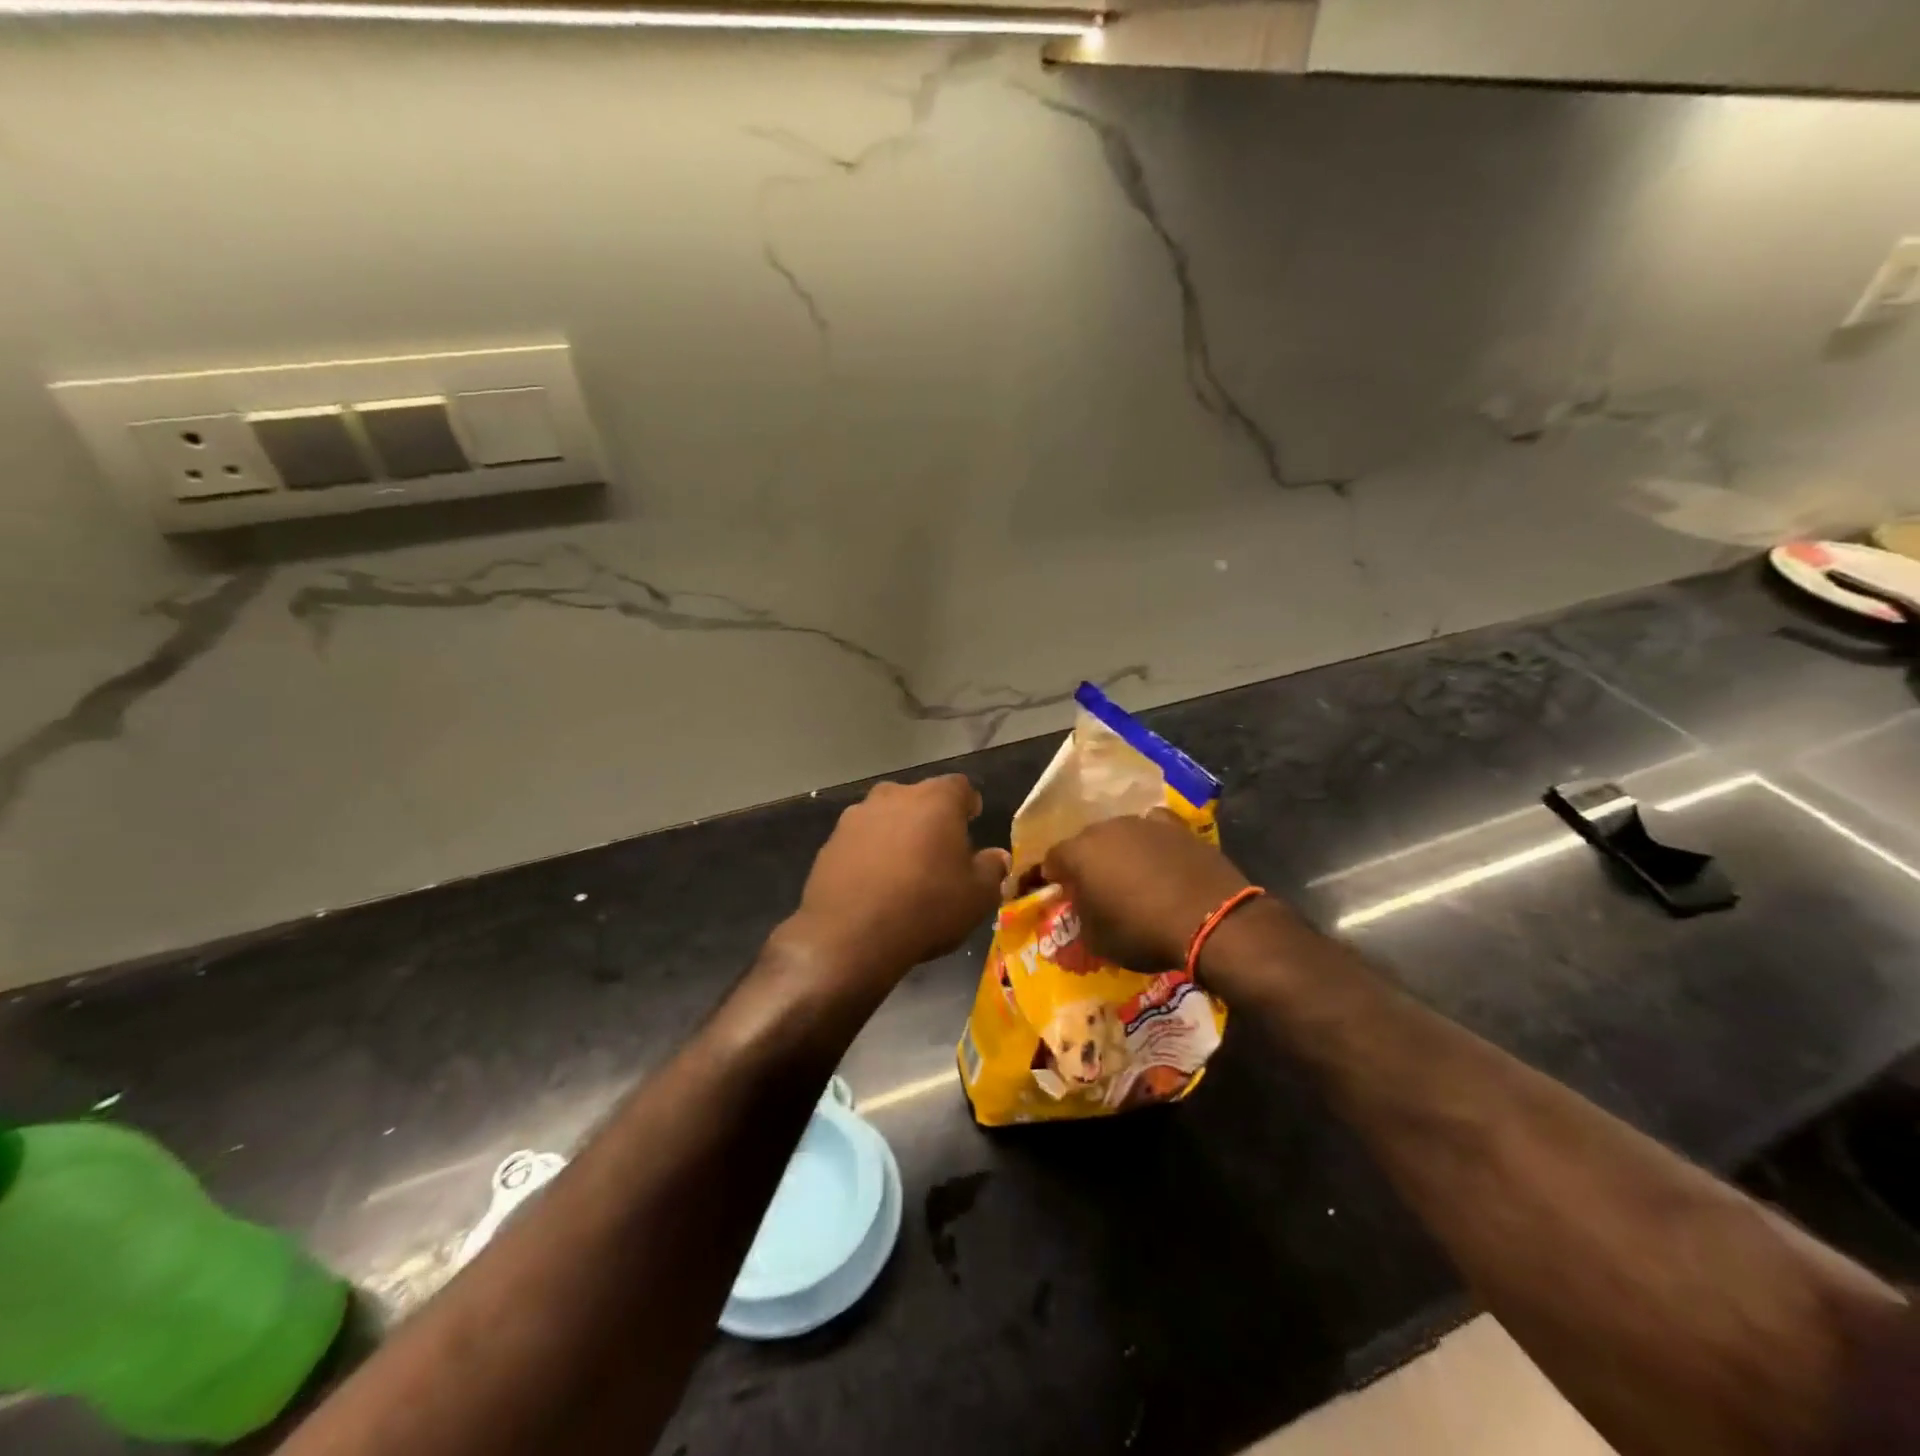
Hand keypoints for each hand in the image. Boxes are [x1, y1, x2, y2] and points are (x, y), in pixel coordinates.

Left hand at [783, 775, 1009, 989]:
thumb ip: (992, 869)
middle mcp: (893, 796)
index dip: (968, 804)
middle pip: (918, 798)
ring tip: (904, 871)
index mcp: (935, 799)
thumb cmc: (927, 907)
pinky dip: (869, 855)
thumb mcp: (977, 895)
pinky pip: (859, 842)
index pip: (960, 786)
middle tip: (938, 851)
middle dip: (930, 818)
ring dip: (896, 835)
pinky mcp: (829, 843)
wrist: (850, 936)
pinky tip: (874, 886)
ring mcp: (855, 818)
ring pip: (885, 818)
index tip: (971, 822)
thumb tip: (997, 857)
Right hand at [1042, 809, 1251, 971]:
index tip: (1060, 893)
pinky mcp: (1177, 827)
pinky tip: (1160, 860)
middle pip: (1086, 842)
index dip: (1053, 877)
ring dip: (1119, 852)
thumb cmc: (1143, 932)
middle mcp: (1106, 828)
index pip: (1052, 859)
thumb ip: (1080, 918)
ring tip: (1131, 877)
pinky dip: (1151, 843)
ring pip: (1120, 834)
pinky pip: (1154, 830)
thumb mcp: (1097, 940)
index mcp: (1079, 853)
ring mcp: (1143, 823)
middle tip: (1095, 888)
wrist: (1210, 919)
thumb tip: (1081, 909)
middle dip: (1086, 862)